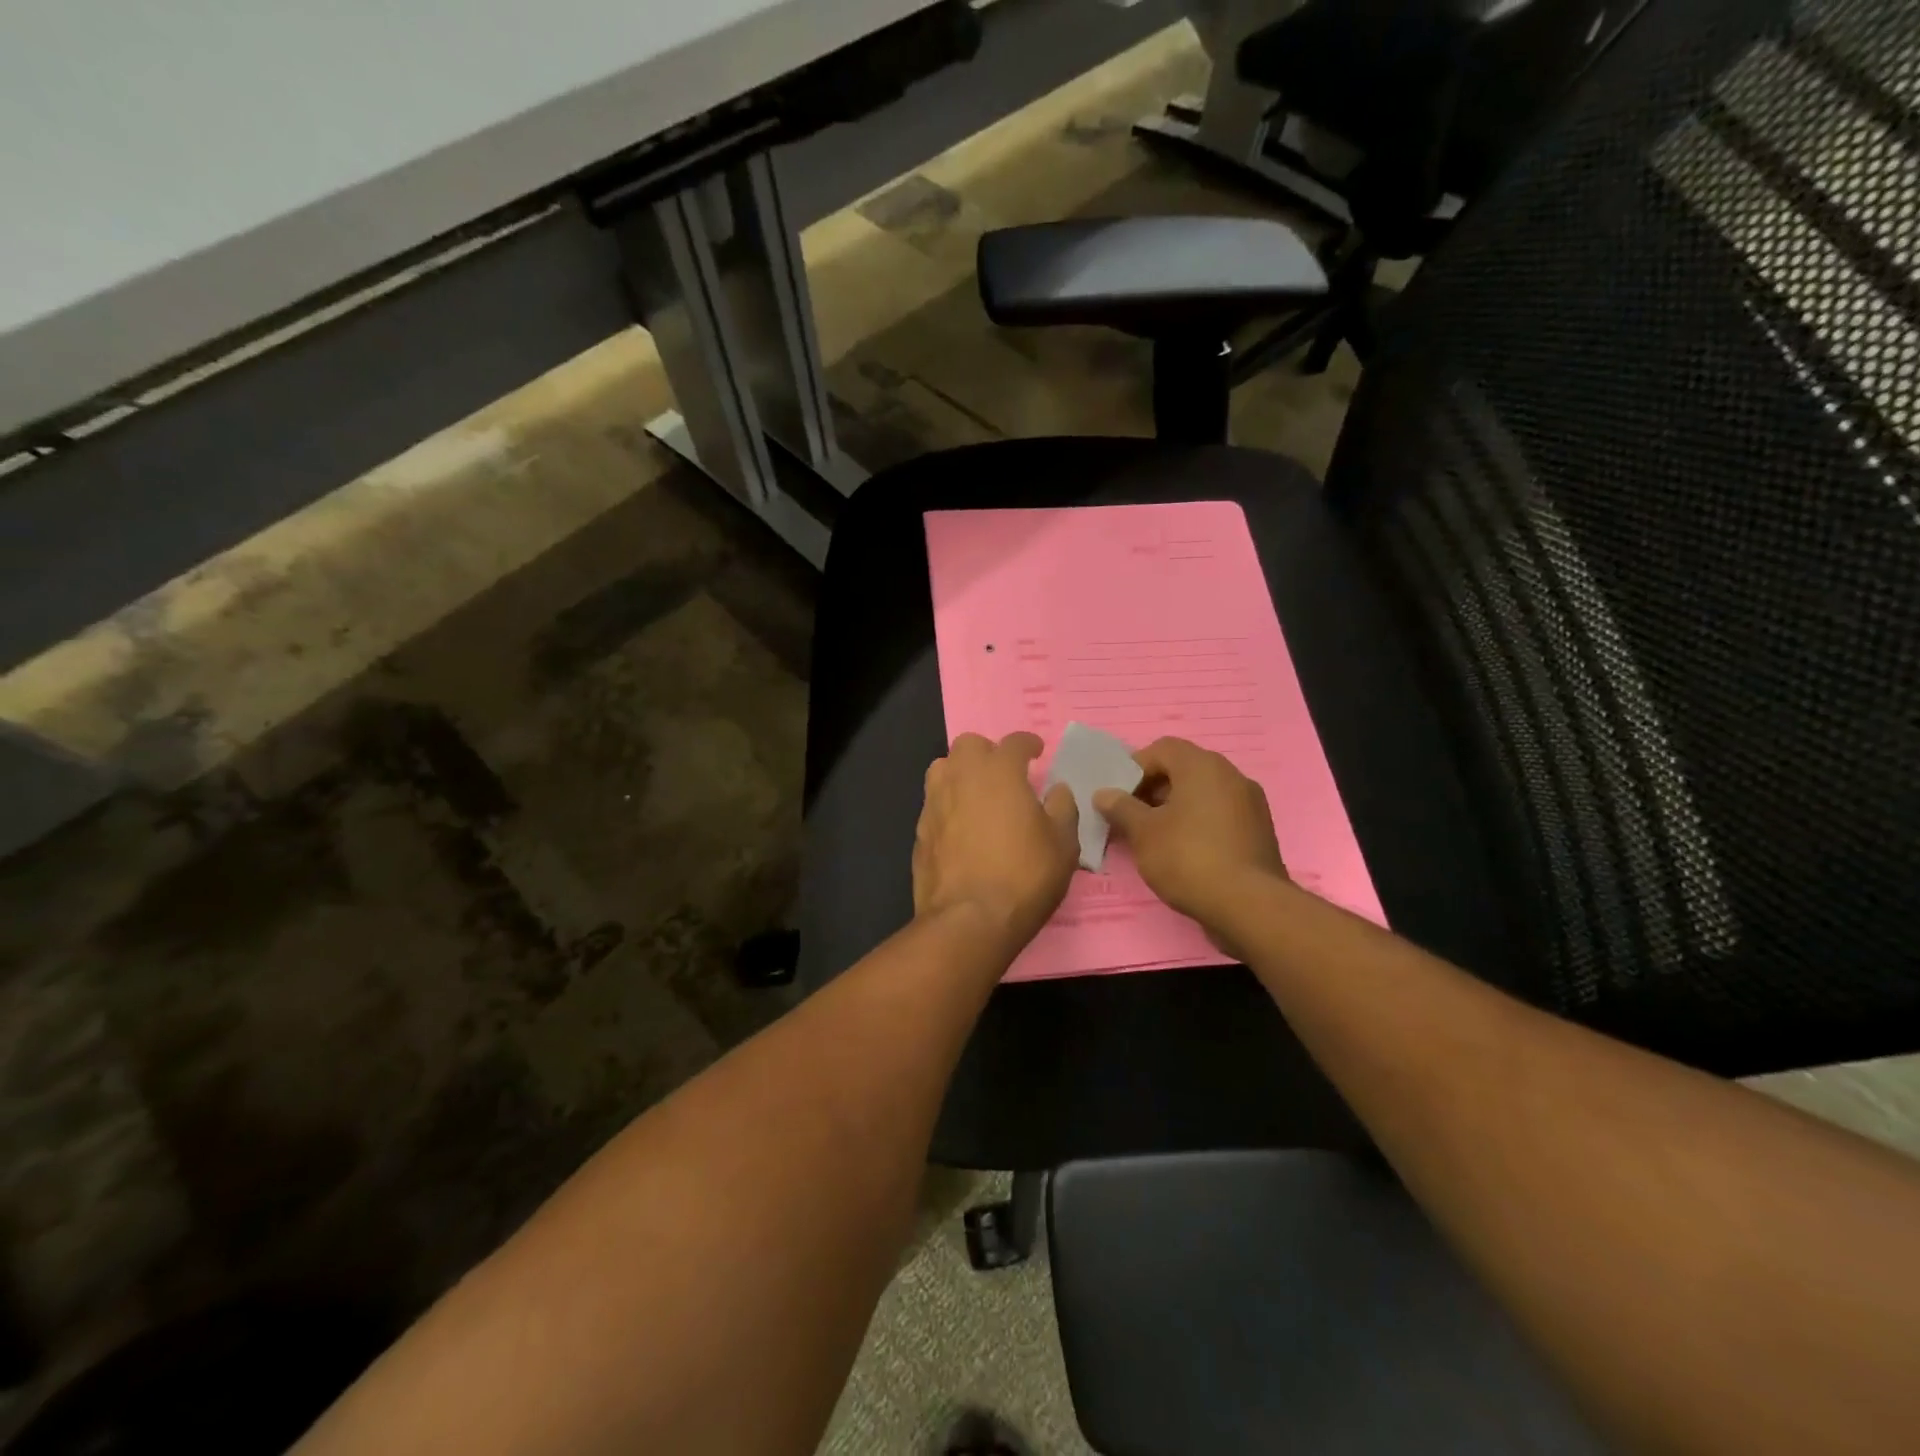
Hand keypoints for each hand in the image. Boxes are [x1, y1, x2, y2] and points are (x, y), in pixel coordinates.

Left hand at [914, 732, 1078, 951]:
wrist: (969, 919)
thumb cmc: (1024, 876)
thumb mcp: (1063, 844)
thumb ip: (1062, 808)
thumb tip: (1057, 790)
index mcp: (999, 771)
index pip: (1014, 742)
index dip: (1028, 744)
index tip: (1036, 752)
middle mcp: (961, 777)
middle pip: (968, 745)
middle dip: (987, 752)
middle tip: (1005, 774)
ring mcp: (934, 803)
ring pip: (942, 769)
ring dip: (961, 773)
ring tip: (978, 796)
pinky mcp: (920, 832)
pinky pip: (934, 804)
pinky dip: (949, 806)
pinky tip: (962, 829)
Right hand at [1094, 737, 1285, 946]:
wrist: (1249, 905)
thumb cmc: (1188, 858)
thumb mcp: (1143, 833)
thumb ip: (1121, 808)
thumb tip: (1104, 794)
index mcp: (1203, 766)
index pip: (1162, 748)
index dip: (1135, 768)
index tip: (1119, 796)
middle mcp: (1231, 775)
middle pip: (1184, 769)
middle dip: (1154, 789)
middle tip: (1133, 817)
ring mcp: (1250, 803)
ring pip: (1203, 793)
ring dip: (1176, 807)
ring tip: (1155, 837)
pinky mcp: (1259, 830)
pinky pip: (1221, 814)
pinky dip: (1199, 822)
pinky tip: (1185, 851)